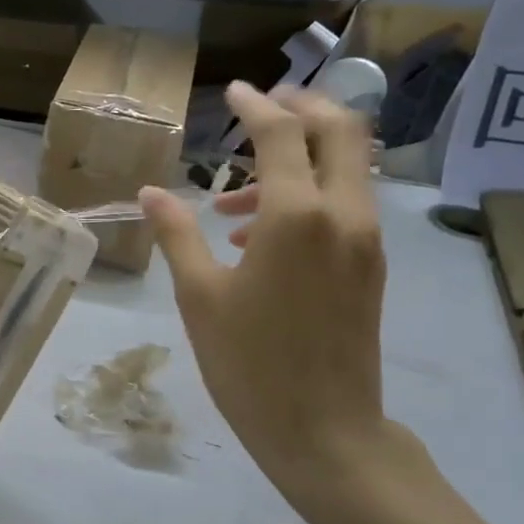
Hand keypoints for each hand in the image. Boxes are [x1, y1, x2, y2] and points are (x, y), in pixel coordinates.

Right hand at [140, 82, 392, 504]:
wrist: (324, 432)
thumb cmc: (249, 364)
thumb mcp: (200, 296)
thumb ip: (178, 234)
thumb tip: (152, 192)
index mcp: (296, 217)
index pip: (282, 136)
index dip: (256, 107)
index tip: (234, 91)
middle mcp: (343, 215)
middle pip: (341, 132)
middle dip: (304, 108)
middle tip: (263, 107)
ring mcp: (365, 241)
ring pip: (348, 168)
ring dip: (302, 157)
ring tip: (236, 195)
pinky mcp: (371, 266)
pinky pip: (346, 205)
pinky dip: (311, 193)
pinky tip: (261, 234)